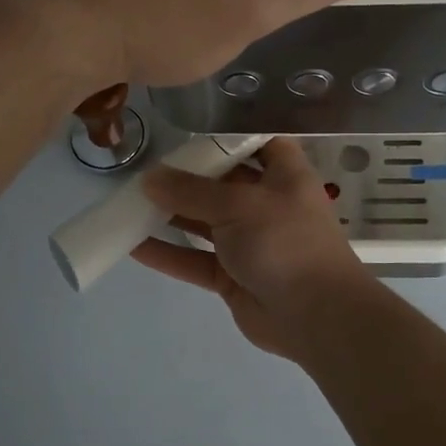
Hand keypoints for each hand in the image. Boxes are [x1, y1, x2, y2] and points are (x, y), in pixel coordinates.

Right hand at [133, 138, 376, 358]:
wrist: (317, 316)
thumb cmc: (286, 242)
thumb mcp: (239, 205)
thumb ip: (191, 192)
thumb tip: (149, 179)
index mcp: (284, 176)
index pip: (259, 143)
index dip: (228, 135)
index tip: (188, 129)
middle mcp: (267, 204)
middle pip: (223, 183)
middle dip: (187, 176)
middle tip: (144, 167)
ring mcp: (250, 242)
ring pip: (205, 223)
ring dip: (171, 215)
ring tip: (128, 203)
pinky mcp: (234, 276)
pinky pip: (196, 260)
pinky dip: (169, 253)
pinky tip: (133, 245)